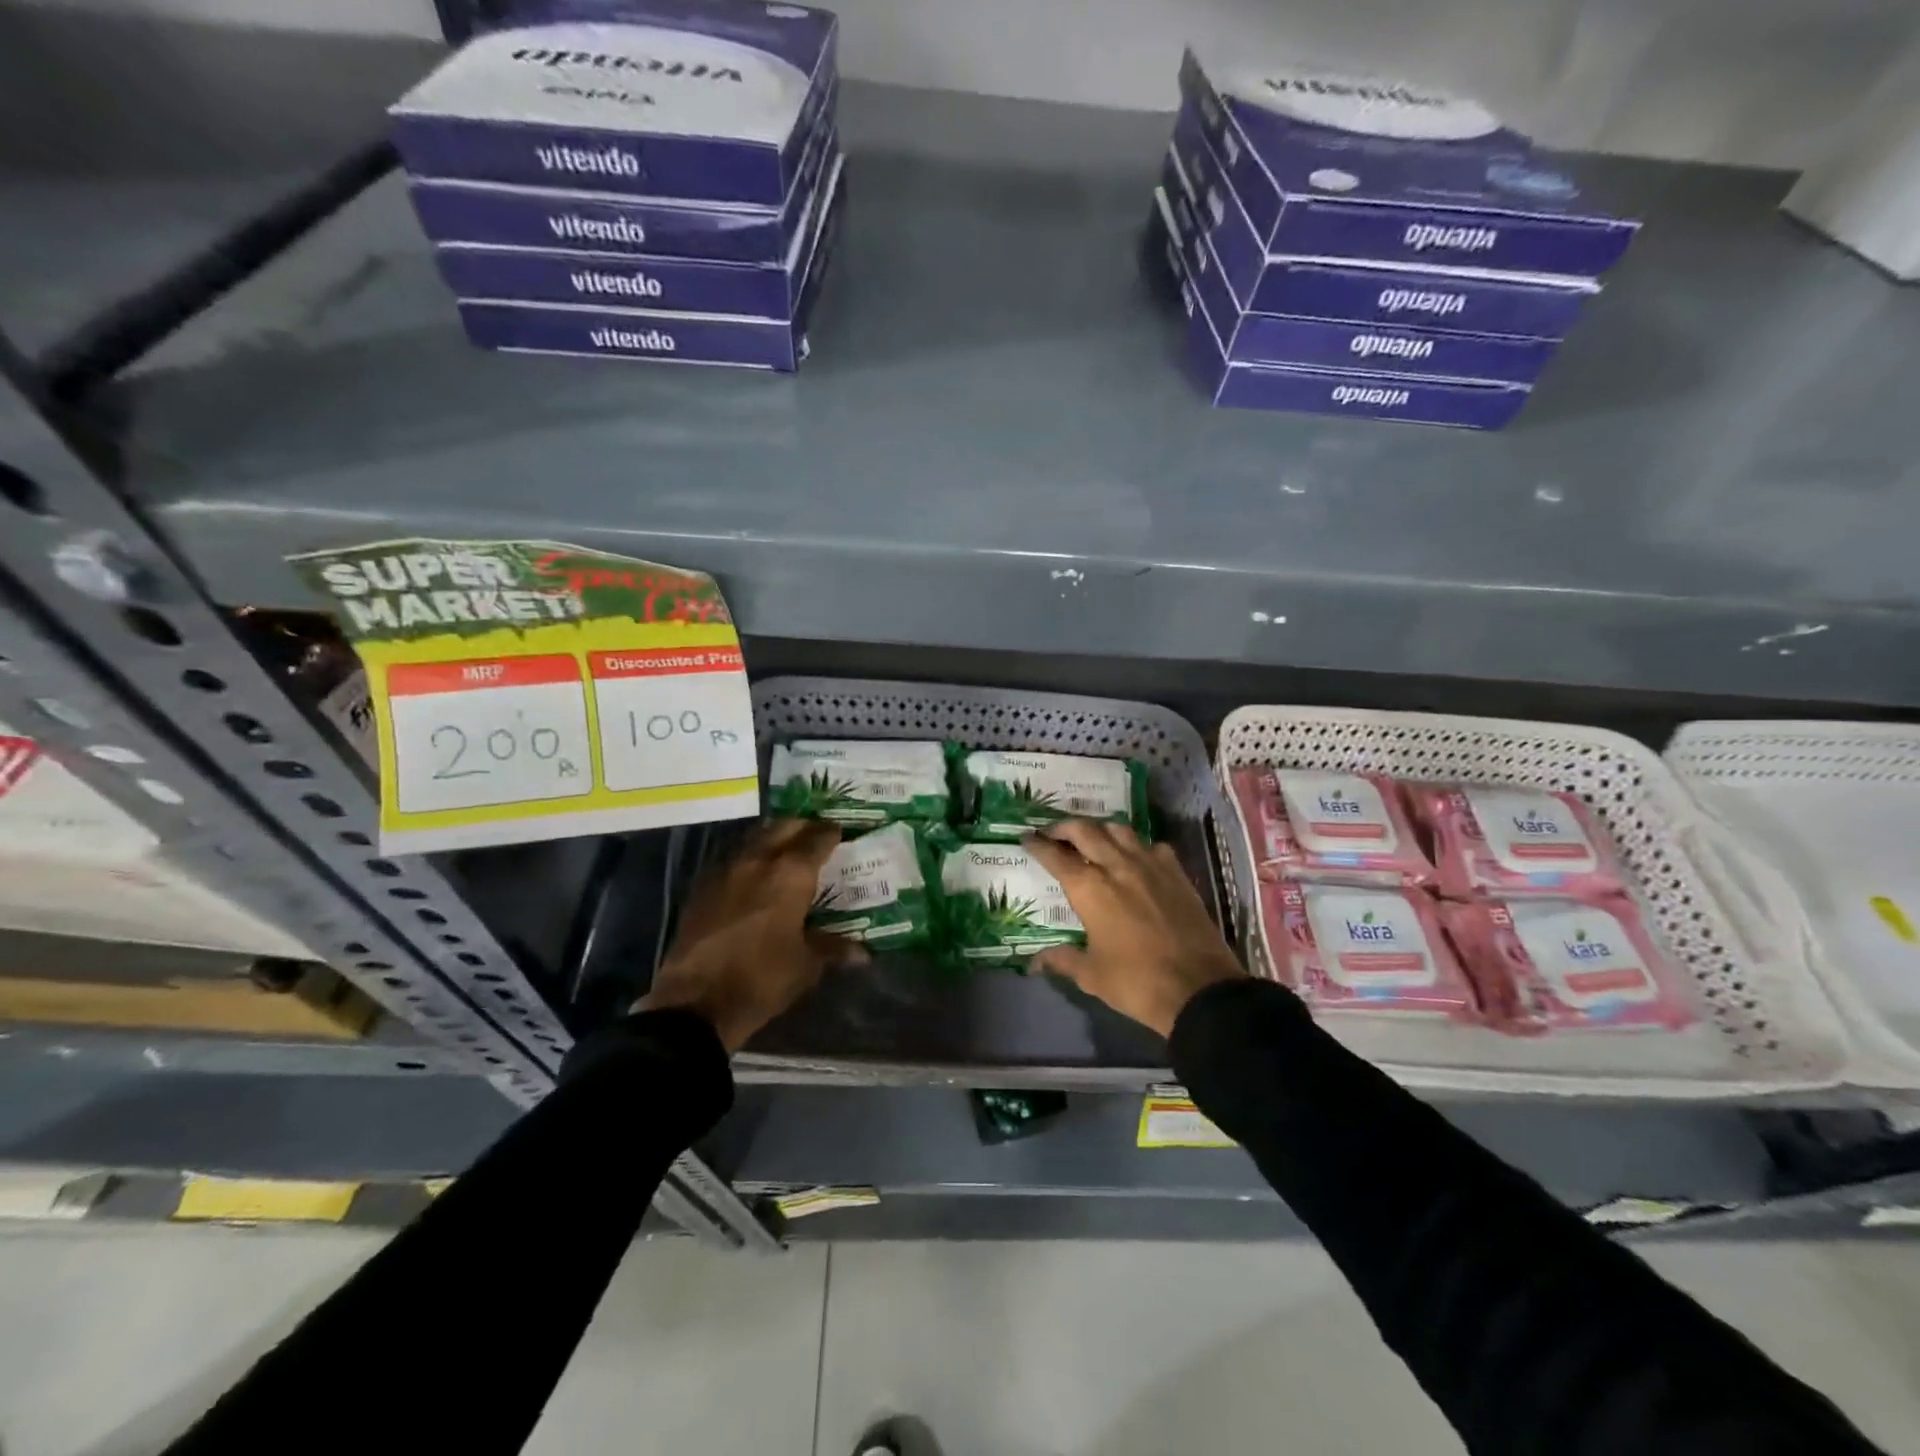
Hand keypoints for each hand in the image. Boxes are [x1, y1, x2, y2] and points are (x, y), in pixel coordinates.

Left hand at [636, 818, 865, 1051]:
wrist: (695, 1003)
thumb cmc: (761, 979)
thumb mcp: (806, 966)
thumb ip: (833, 949)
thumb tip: (862, 952)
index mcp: (790, 874)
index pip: (817, 838)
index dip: (832, 833)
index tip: (842, 834)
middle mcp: (758, 860)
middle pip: (783, 827)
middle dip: (802, 827)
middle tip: (815, 838)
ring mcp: (725, 870)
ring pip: (755, 839)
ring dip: (773, 839)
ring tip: (787, 854)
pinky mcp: (702, 887)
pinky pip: (733, 859)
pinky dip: (749, 859)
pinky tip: (755, 878)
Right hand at [1025, 820, 1246, 1037]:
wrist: (1199, 989)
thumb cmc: (1136, 983)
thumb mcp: (1091, 975)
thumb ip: (1062, 960)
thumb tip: (1035, 962)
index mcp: (1090, 888)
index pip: (1056, 856)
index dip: (1038, 844)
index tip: (1027, 838)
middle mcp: (1117, 866)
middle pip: (1085, 830)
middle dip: (1064, 828)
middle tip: (1053, 833)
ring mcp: (1151, 865)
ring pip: (1120, 830)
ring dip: (1100, 829)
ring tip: (1092, 839)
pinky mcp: (1177, 873)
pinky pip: (1152, 846)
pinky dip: (1137, 846)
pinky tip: (1136, 858)